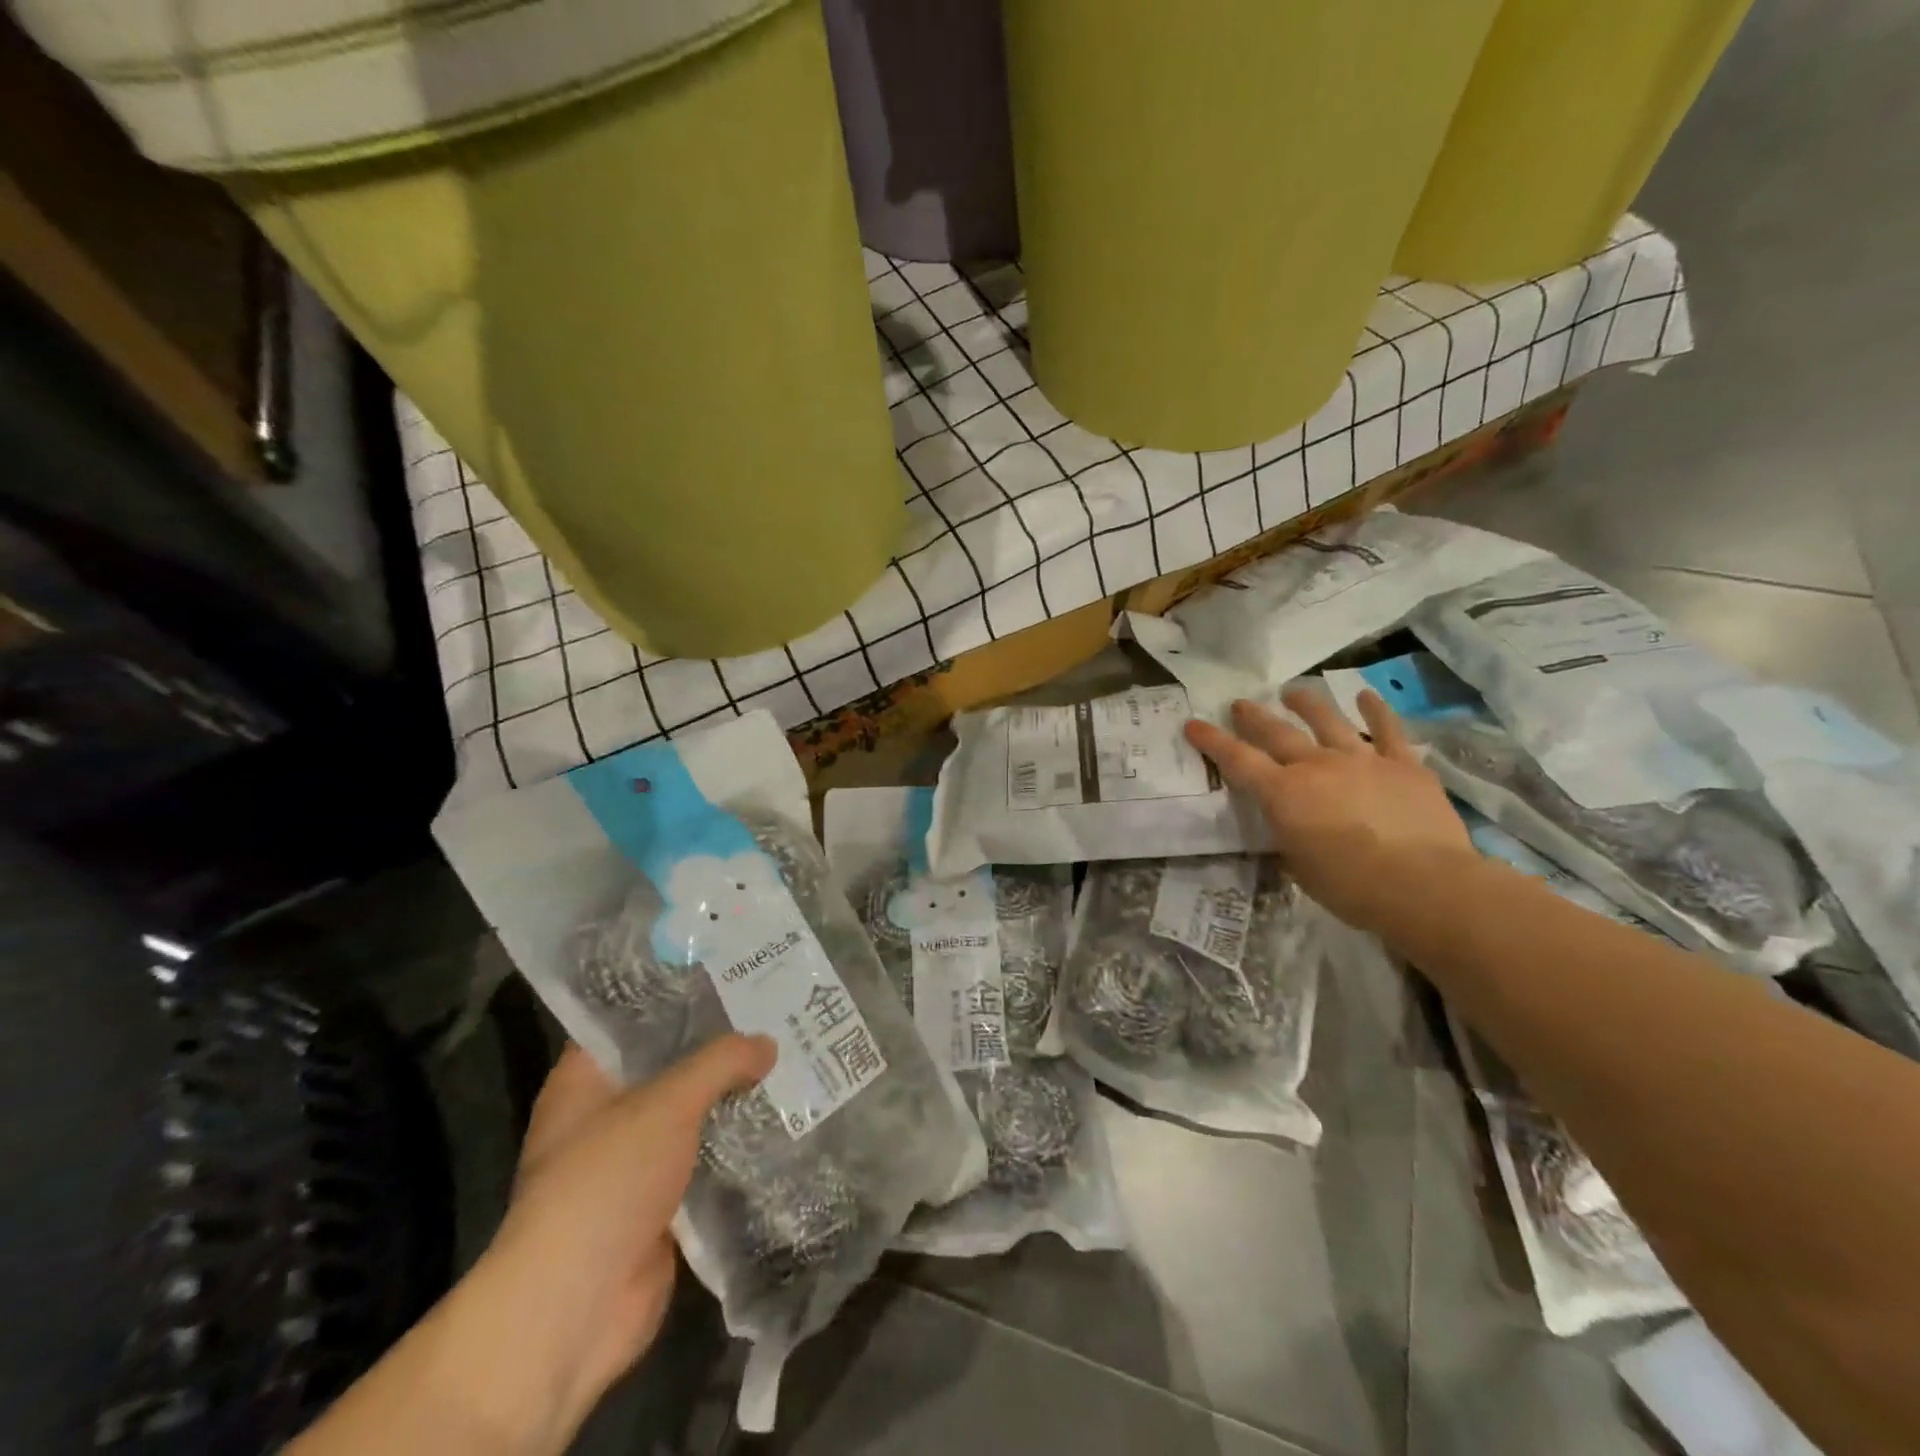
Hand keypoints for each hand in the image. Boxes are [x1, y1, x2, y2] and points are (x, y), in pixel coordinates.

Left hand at [470, 1035, 775, 1447]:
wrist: (576, 1307)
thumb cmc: (606, 1182)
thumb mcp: (667, 1103)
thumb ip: (720, 1063)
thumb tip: (768, 1043)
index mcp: (584, 1081)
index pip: (631, 1019)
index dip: (675, 995)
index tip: (727, 973)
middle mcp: (604, 1116)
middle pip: (668, 1066)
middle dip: (717, 1045)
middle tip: (771, 1011)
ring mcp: (631, 1163)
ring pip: (691, 1113)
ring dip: (732, 1096)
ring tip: (787, 1056)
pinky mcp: (659, 1203)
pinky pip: (704, 1158)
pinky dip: (736, 1143)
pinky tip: (781, 1116)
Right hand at [1186, 684, 1472, 933]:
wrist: (1423, 884)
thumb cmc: (1350, 887)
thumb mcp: (1299, 867)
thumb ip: (1289, 837)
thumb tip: (1290, 827)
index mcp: (1283, 794)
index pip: (1237, 760)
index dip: (1212, 741)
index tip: (1193, 724)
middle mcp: (1316, 766)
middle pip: (1277, 733)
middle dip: (1254, 717)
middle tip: (1239, 704)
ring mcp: (1362, 760)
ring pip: (1328, 721)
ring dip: (1307, 704)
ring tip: (1293, 691)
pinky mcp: (1404, 765)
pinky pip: (1387, 731)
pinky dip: (1375, 711)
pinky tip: (1365, 696)